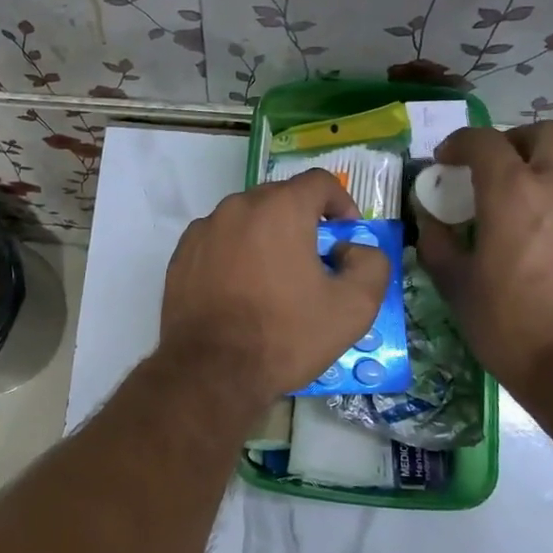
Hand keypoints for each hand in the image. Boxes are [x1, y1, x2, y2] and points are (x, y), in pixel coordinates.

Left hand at [161, 169, 393, 400]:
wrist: (210, 371)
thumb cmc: (285, 335)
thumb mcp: (354, 307)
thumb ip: (371, 264)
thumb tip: (351, 250)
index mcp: (280, 208)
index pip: (320, 182)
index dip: (341, 203)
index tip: (346, 235)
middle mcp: (238, 207)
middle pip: (280, 198)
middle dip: (303, 221)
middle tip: (315, 261)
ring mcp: (204, 229)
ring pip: (246, 219)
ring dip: (267, 237)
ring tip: (275, 279)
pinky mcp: (181, 254)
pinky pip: (219, 241)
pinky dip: (235, 253)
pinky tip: (241, 289)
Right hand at [415, 123, 552, 401]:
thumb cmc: (512, 325)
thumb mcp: (457, 286)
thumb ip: (438, 242)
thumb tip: (430, 219)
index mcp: (513, 192)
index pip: (484, 141)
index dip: (459, 144)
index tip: (444, 162)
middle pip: (543, 133)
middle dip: (512, 142)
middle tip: (491, 170)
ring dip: (541, 171)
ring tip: (520, 210)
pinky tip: (548, 239)